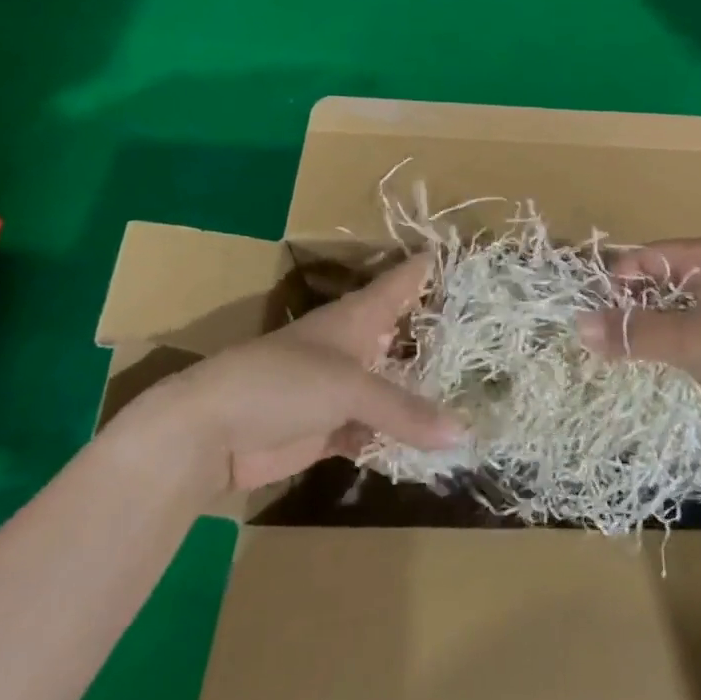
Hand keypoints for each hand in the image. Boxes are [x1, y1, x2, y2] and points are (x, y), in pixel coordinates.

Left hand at [152, 255, 462, 491]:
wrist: (211, 432)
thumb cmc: (283, 383)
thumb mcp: (349, 388)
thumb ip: (406, 410)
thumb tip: (464, 433)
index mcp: (358, 316)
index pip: (402, 280)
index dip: (431, 266)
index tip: (466, 255)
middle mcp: (355, 346)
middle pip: (404, 333)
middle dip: (440, 335)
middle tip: (489, 336)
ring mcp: (341, 388)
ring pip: (393, 385)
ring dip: (423, 392)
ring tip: (475, 392)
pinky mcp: (330, 427)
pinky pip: (376, 429)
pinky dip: (399, 435)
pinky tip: (431, 443)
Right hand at [577, 235, 700, 422]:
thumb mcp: (692, 340)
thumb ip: (635, 333)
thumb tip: (578, 327)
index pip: (646, 257)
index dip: (616, 283)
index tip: (591, 318)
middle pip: (658, 280)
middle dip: (631, 308)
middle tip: (603, 340)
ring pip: (675, 308)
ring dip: (651, 329)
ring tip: (624, 355)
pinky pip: (693, 328)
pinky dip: (674, 343)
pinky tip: (661, 365)